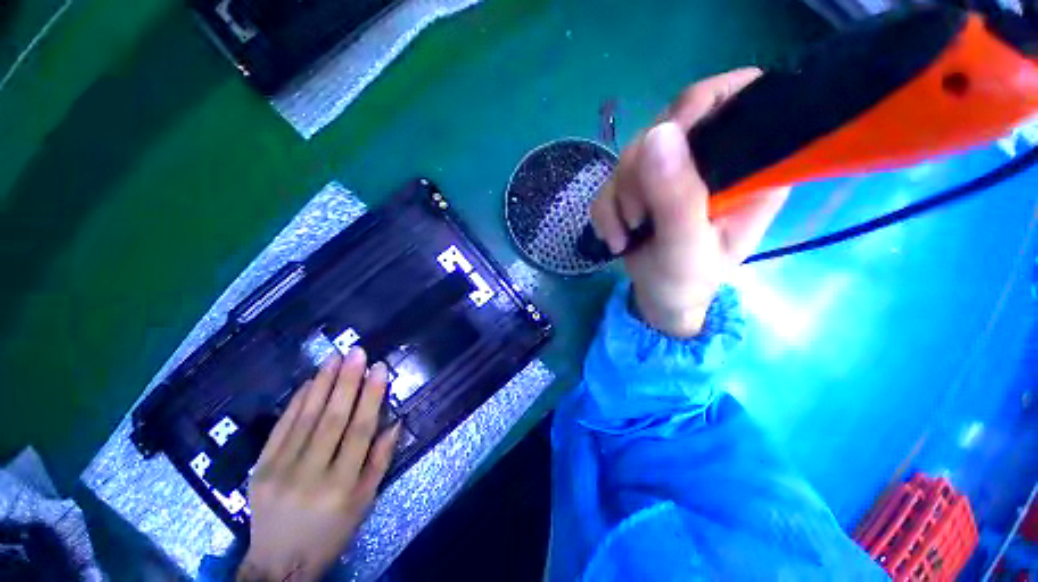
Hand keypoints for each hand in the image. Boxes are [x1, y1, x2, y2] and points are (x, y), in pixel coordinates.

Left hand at [238, 348, 399, 581]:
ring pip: (305, 418)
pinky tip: (310, 382)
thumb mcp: (365, 502)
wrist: (278, 562)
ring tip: (335, 357)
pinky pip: (281, 428)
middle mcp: (310, 475)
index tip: (379, 368)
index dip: (371, 396)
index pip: (359, 431)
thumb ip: (380, 460)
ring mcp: (279, 471)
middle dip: (346, 381)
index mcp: (341, 487)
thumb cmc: (332, 531)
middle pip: (331, 419)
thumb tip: (395, 422)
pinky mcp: (259, 468)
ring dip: (322, 384)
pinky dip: (297, 402)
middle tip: (357, 352)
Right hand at [591, 68, 788, 337]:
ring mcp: (671, 171)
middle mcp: (711, 159)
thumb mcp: (686, 247)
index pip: (737, 95)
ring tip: (628, 234)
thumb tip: (657, 134)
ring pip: (630, 154)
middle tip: (639, 218)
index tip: (666, 145)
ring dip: (618, 198)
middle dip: (640, 174)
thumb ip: (676, 197)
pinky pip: (609, 180)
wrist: (658, 298)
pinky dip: (605, 210)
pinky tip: (616, 236)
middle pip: (667, 124)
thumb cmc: (686, 281)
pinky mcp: (640, 185)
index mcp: (748, 166)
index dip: (699, 105)